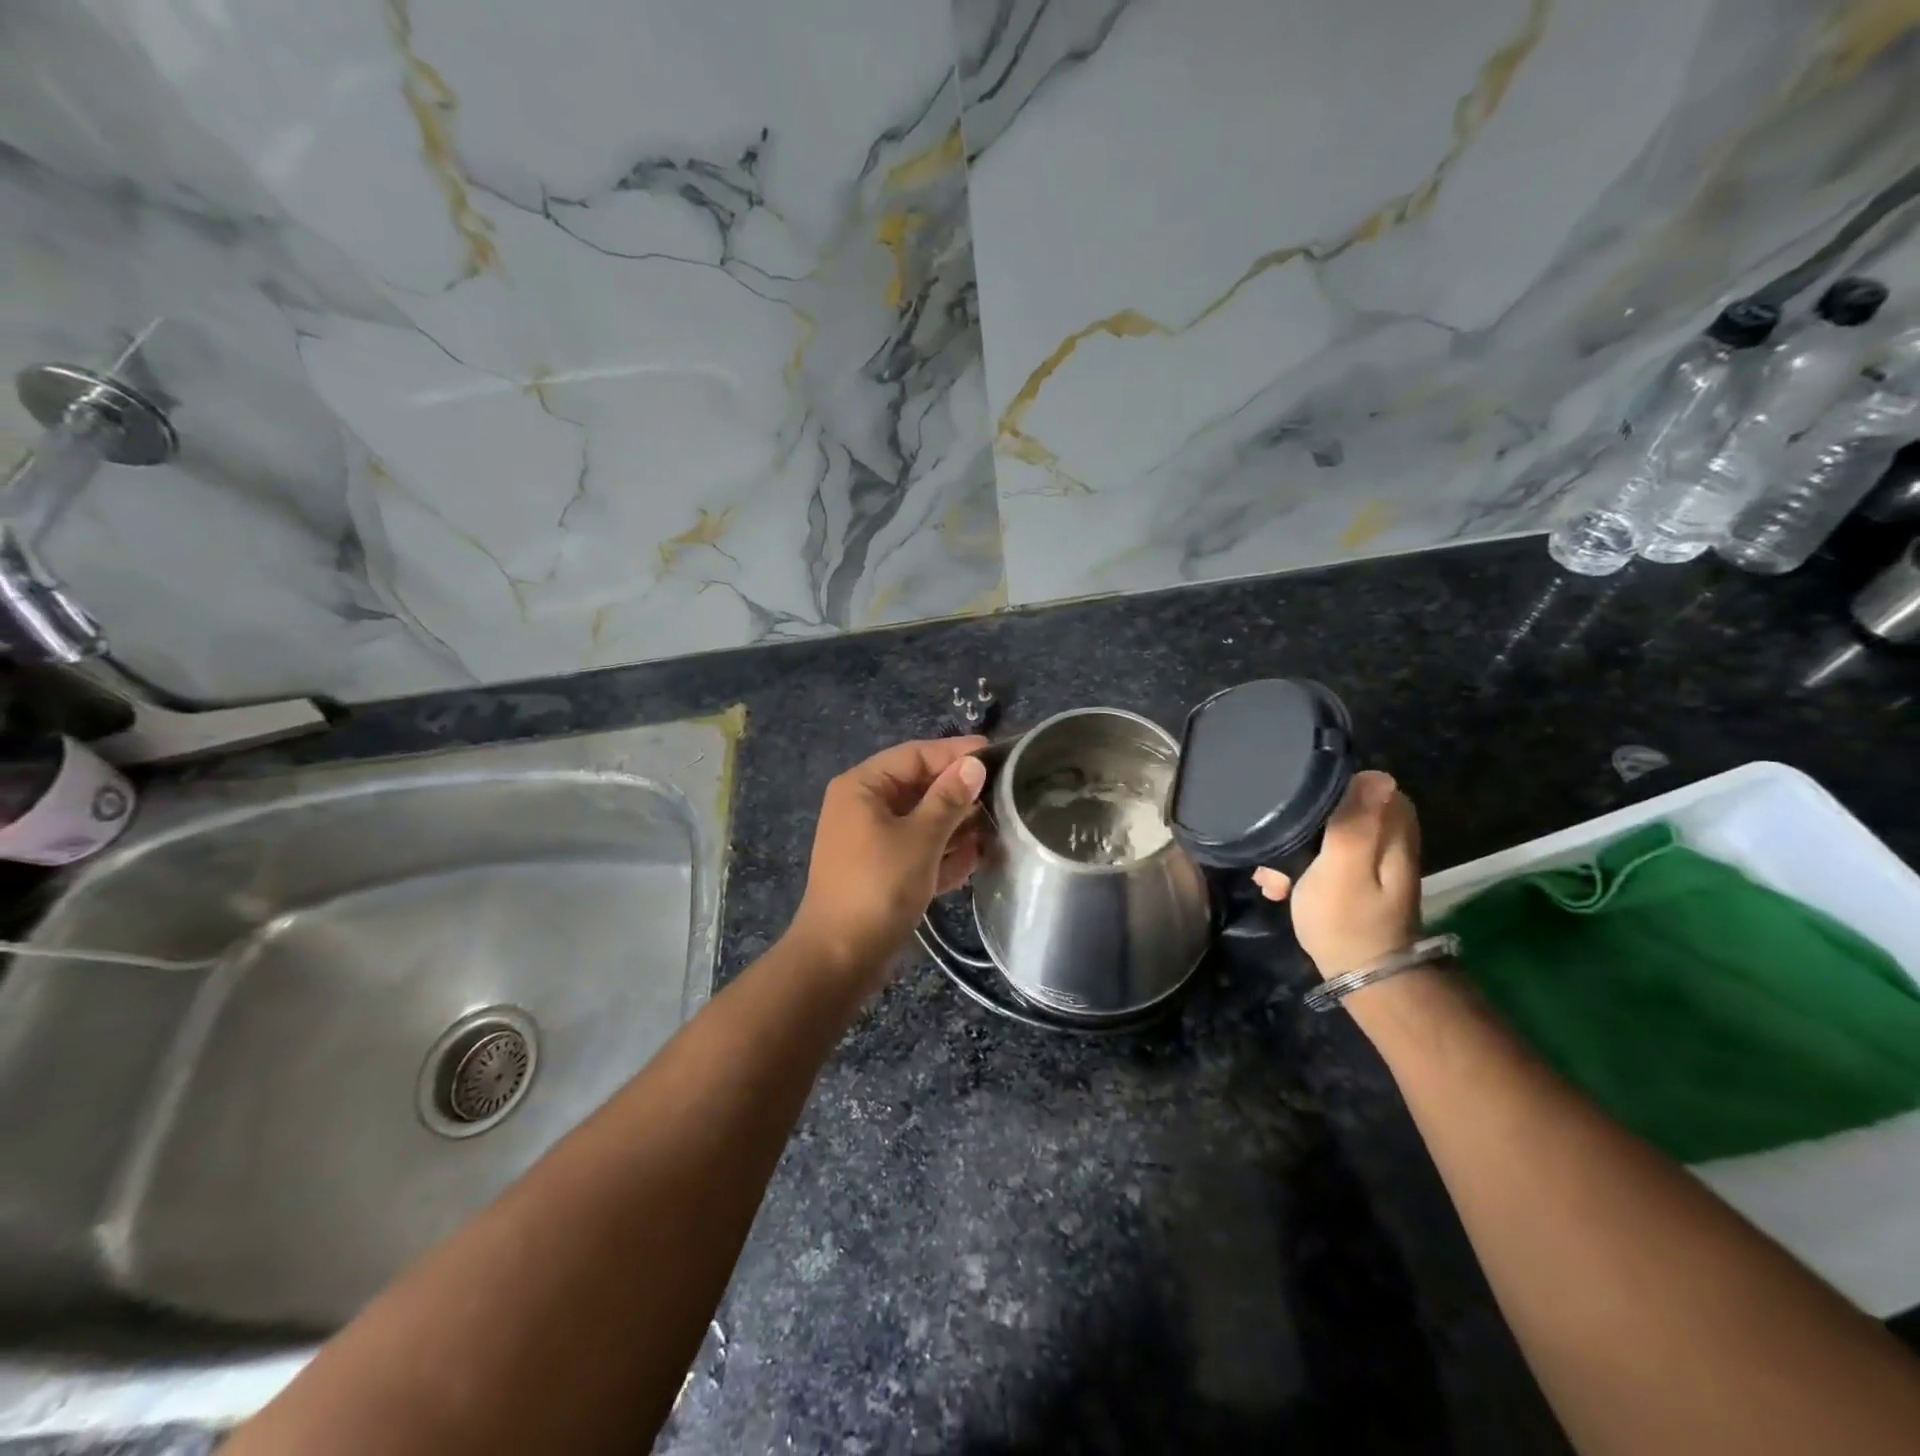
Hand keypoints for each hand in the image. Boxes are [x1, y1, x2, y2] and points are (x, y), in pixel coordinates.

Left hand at [788, 736, 989, 989]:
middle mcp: (863, 806)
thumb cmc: (879, 886)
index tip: (998, 755)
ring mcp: (870, 840)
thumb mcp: (921, 838)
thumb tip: (974, 765)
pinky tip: (974, 860)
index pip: (915, 755)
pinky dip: (941, 853)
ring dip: (956, 827)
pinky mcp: (881, 870)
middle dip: (959, 795)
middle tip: (1004, 797)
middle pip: (919, 787)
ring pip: (921, 820)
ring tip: (996, 830)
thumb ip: (949, 799)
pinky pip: (917, 849)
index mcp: (863, 787)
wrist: (840, 958)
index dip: (956, 753)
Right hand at [1252, 770, 1421, 977]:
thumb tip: (1377, 774)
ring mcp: (1372, 859)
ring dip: (1292, 848)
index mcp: (1390, 829)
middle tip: (1273, 842)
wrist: (1362, 977)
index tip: (1291, 803)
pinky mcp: (1356, 878)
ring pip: (1324, 832)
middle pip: (1337, 807)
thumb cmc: (1347, 920)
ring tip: (1270, 872)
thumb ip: (1355, 823)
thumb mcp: (1343, 869)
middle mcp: (1388, 837)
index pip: (1360, 782)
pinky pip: (1322, 856)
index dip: (1322, 788)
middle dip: (1299, 822)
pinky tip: (1279, 886)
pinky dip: (1299, 867)